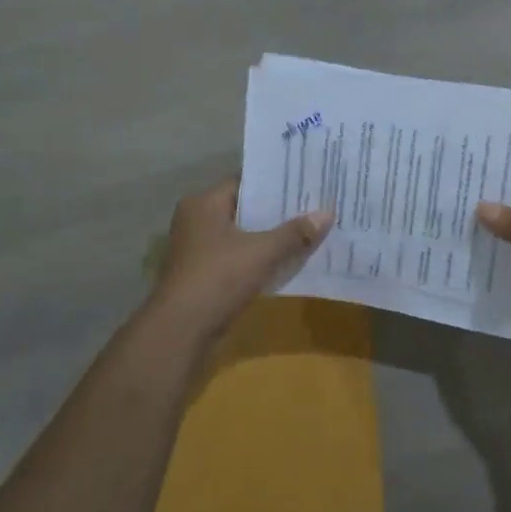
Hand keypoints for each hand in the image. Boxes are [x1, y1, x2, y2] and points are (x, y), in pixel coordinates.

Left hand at [149, 178, 332, 342]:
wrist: (183, 329)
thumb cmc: (219, 277)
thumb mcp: (263, 252)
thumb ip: (295, 233)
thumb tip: (327, 213)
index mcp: (203, 204)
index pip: (244, 182)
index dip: (275, 184)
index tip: (305, 184)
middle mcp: (196, 221)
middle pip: (243, 209)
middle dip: (276, 212)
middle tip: (313, 207)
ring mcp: (197, 250)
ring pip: (241, 236)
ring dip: (268, 237)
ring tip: (307, 232)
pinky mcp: (202, 275)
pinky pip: (237, 258)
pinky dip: (258, 258)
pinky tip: (286, 261)